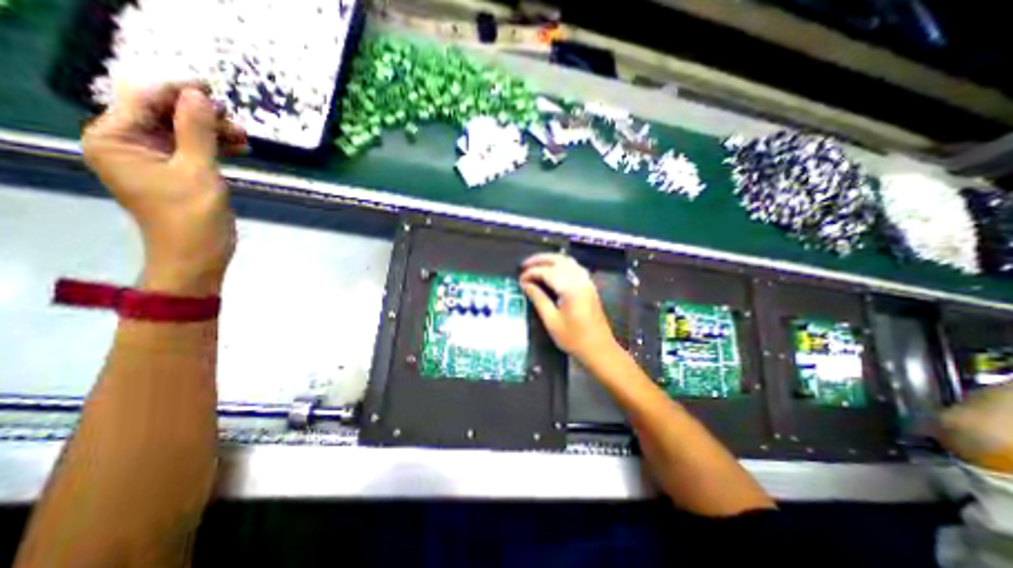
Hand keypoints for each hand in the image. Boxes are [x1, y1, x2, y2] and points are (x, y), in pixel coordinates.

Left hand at [81, 83, 245, 297]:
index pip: (142, 100)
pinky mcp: (176, 172)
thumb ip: (196, 131)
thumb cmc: (192, 216)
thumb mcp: (198, 171)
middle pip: (164, 114)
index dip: (177, 91)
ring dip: (213, 131)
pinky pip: (194, 149)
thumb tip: (199, 95)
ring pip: (183, 132)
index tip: (212, 88)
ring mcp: (153, 159)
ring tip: (244, 138)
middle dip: (201, 115)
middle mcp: (126, 144)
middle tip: (237, 123)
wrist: (198, 254)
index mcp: (114, 140)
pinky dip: (216, 146)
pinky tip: (239, 148)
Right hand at [518, 254, 621, 363]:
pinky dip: (560, 264)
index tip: (520, 279)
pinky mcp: (589, 286)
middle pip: (558, 260)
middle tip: (524, 265)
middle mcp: (580, 279)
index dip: (531, 273)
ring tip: (535, 265)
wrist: (599, 349)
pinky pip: (574, 267)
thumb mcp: (551, 320)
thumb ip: (538, 298)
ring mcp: (586, 281)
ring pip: (567, 261)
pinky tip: (552, 270)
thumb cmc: (574, 338)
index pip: (546, 272)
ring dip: (550, 260)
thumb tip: (525, 284)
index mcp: (570, 288)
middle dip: (539, 260)